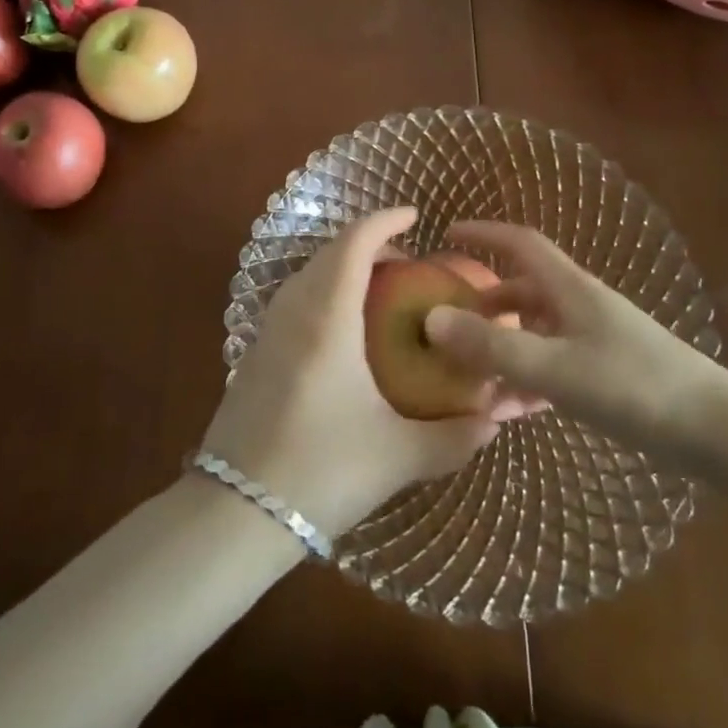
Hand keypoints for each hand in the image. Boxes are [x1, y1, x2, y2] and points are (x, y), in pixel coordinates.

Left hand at [198, 208, 501, 536]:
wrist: (233, 511)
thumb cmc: (320, 471)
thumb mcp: (396, 456)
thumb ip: (453, 437)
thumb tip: (494, 421)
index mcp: (327, 316)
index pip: (355, 243)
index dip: (385, 221)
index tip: (416, 216)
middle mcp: (293, 309)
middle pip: (331, 252)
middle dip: (371, 244)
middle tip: (410, 262)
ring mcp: (268, 329)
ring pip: (310, 273)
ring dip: (346, 267)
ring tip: (384, 291)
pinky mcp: (257, 352)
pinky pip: (297, 297)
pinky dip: (327, 290)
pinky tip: (348, 330)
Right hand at [422, 221, 727, 466]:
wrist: (720, 433)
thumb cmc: (634, 387)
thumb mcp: (555, 369)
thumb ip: (493, 347)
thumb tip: (431, 319)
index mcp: (570, 289)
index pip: (519, 243)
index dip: (483, 233)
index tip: (447, 233)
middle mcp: (581, 305)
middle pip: (523, 289)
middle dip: (485, 302)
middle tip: (450, 322)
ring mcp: (597, 339)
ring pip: (537, 332)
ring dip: (504, 348)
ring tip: (470, 377)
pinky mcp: (609, 373)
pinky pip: (555, 365)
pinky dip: (528, 380)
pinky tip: (510, 411)